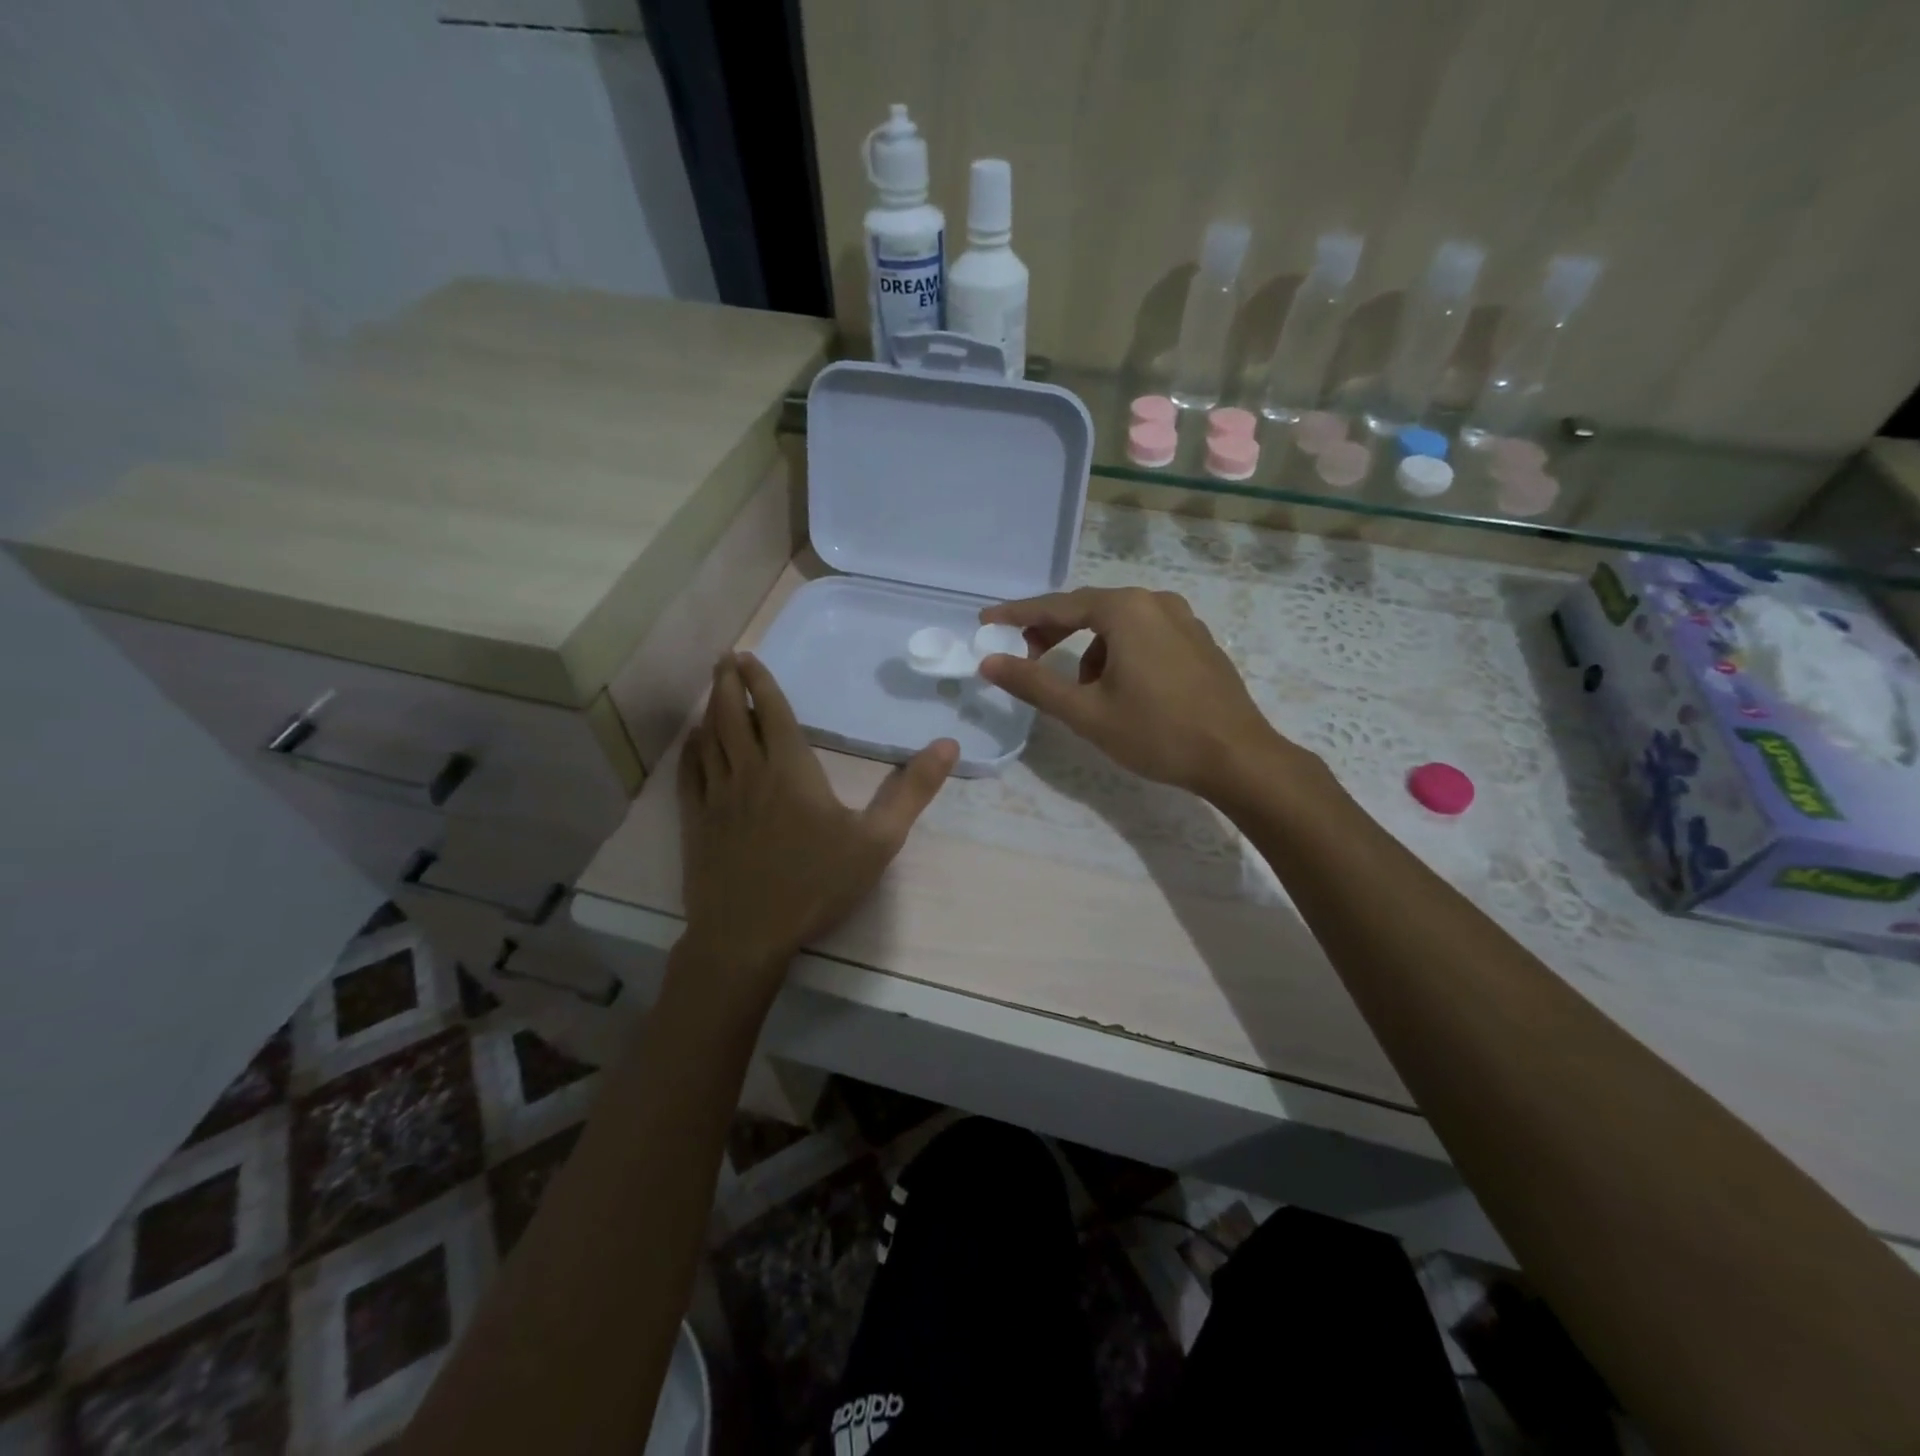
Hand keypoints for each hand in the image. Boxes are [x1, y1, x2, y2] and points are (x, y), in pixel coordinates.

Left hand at [677, 653, 957, 986]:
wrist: (749, 933)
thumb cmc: (816, 883)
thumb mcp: (877, 840)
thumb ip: (912, 791)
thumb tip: (948, 745)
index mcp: (790, 768)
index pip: (771, 710)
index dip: (760, 681)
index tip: (748, 656)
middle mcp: (748, 772)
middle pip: (731, 715)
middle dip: (727, 683)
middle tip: (724, 659)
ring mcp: (716, 797)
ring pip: (708, 739)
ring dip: (709, 709)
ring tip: (711, 690)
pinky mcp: (697, 822)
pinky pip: (689, 773)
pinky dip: (690, 750)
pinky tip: (693, 742)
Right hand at [978, 587, 1300, 799]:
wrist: (1237, 757)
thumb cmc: (1157, 733)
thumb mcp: (1086, 712)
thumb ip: (1034, 683)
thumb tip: (989, 662)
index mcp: (1126, 610)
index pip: (1057, 606)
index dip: (1018, 615)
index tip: (987, 622)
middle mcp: (1155, 601)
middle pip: (1089, 609)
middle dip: (1053, 631)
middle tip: (1025, 656)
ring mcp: (1183, 619)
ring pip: (1118, 624)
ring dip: (1089, 649)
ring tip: (1083, 691)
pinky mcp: (1198, 641)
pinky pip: (1144, 635)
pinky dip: (1119, 652)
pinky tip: (1122, 689)